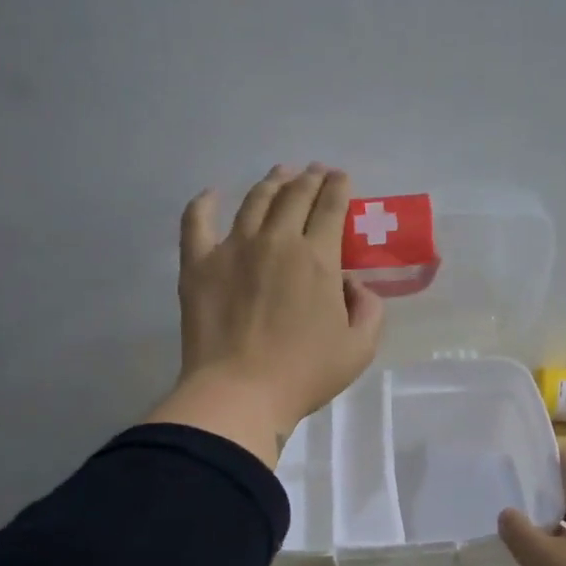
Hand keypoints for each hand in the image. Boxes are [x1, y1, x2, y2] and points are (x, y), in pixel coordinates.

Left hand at [148, 165, 384, 465]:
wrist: (240, 393)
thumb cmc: (304, 374)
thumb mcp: (360, 348)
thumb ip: (369, 308)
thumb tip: (352, 283)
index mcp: (318, 258)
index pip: (331, 207)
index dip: (338, 187)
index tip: (341, 178)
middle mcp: (277, 241)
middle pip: (295, 196)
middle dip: (309, 178)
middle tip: (315, 172)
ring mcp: (233, 248)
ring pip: (255, 200)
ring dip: (271, 182)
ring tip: (280, 174)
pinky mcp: (198, 264)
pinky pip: (196, 222)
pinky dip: (204, 203)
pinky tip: (212, 194)